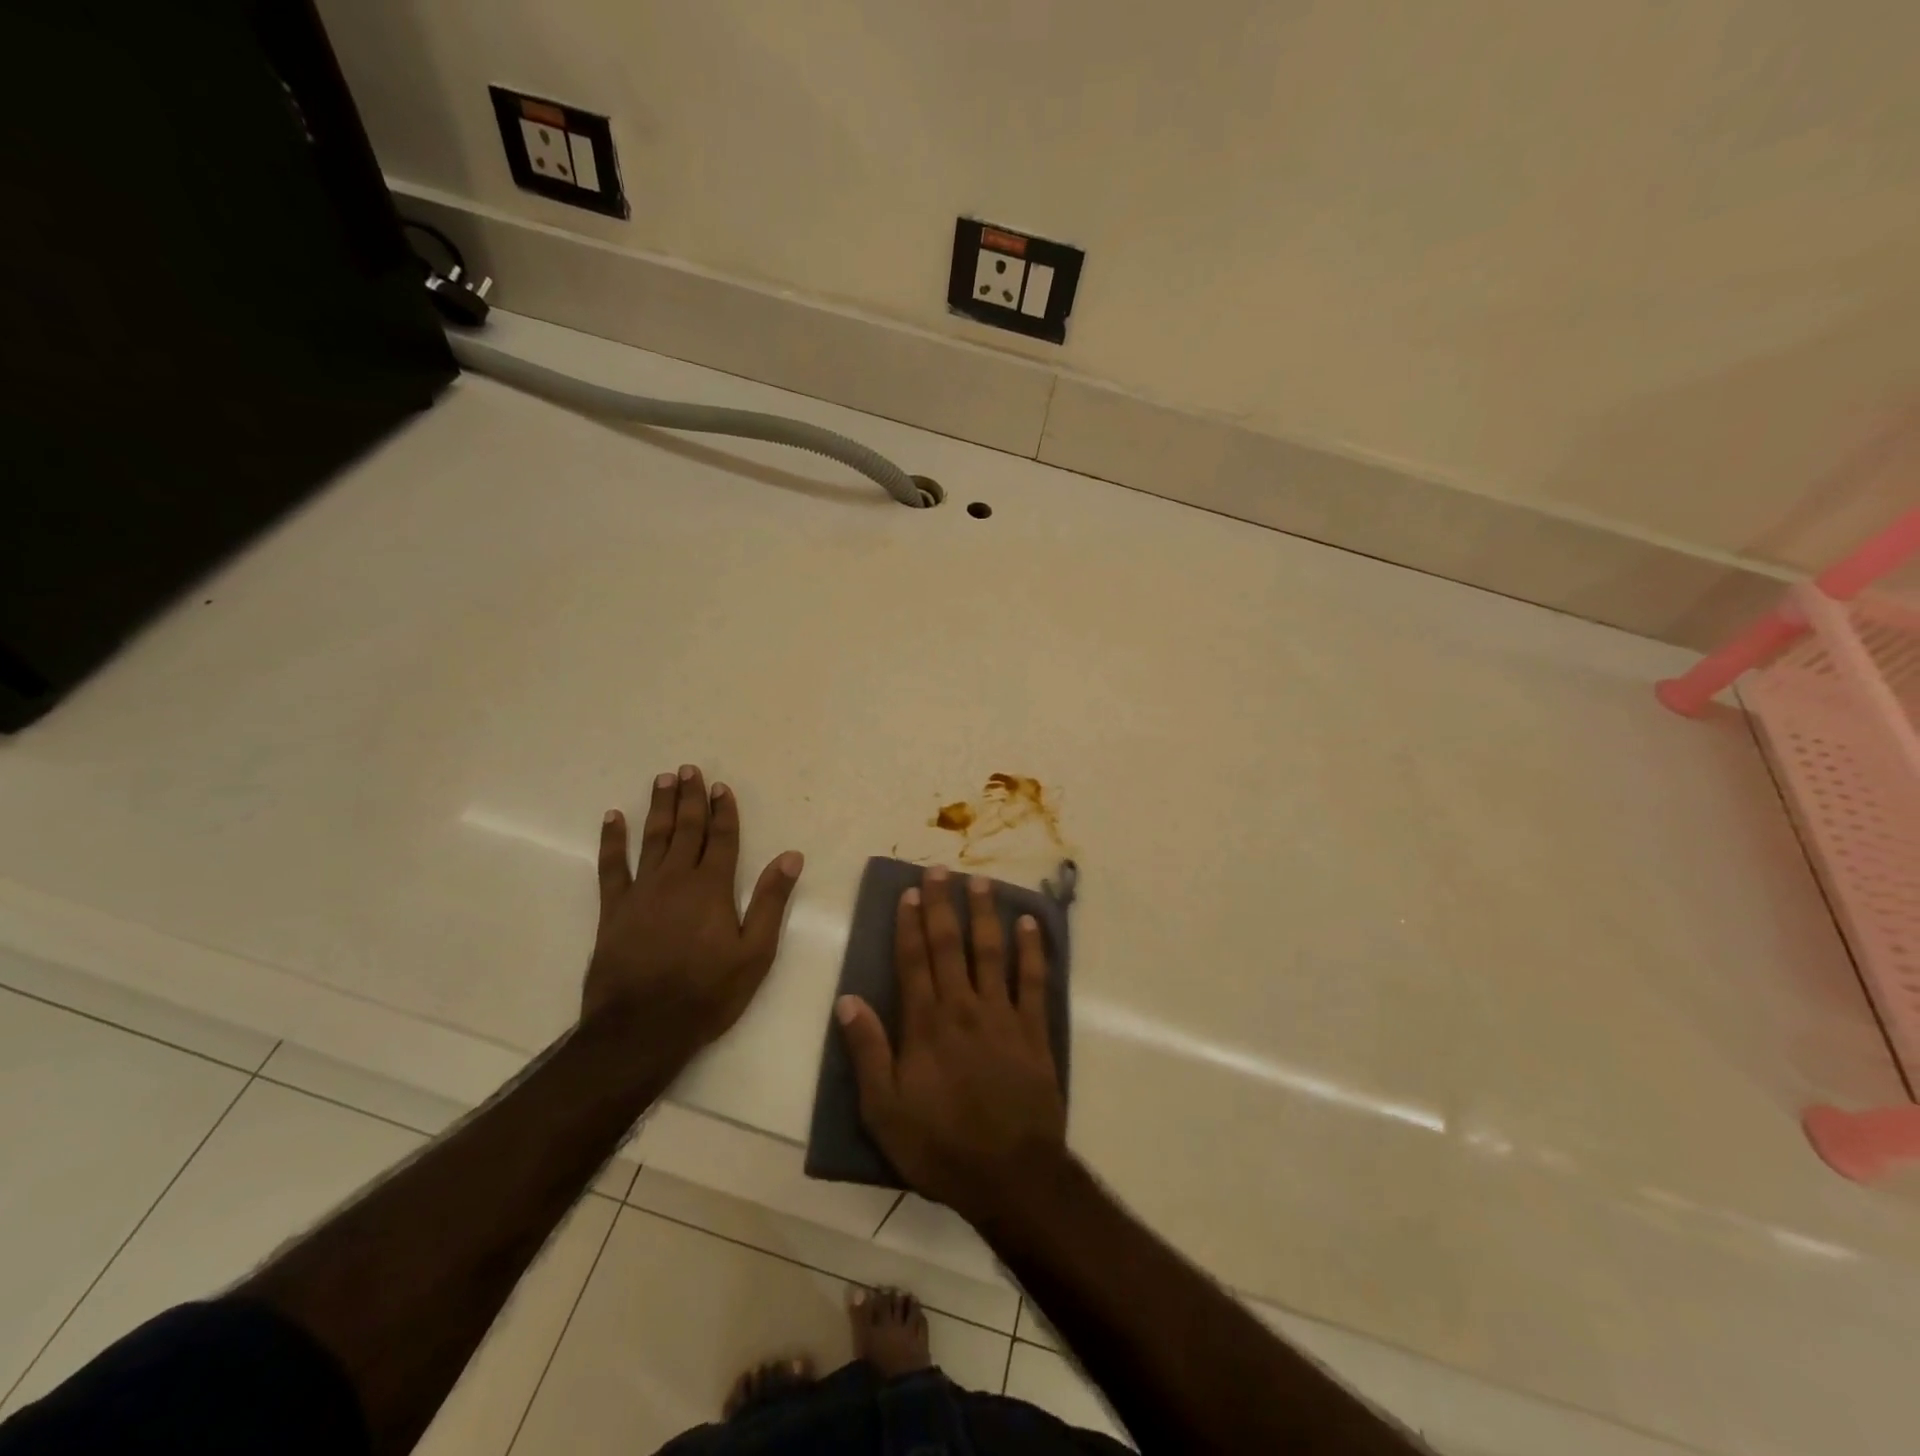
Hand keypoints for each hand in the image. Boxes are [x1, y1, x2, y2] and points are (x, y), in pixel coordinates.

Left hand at [586, 765, 802, 1058]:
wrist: (642, 1028)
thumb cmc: (707, 993)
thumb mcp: (755, 953)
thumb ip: (770, 901)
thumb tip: (791, 857)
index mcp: (712, 888)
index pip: (721, 838)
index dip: (723, 811)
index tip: (721, 786)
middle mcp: (676, 879)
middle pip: (686, 830)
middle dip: (690, 798)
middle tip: (688, 769)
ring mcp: (641, 892)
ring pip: (653, 838)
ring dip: (659, 808)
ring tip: (662, 780)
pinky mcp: (613, 910)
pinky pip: (611, 866)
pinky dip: (612, 840)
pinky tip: (613, 818)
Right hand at [835, 866, 1067, 1222]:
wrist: (1009, 1175)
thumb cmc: (940, 1145)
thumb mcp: (885, 1110)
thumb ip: (867, 1051)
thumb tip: (847, 1000)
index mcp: (925, 1024)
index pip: (913, 961)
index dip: (909, 924)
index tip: (909, 892)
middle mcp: (962, 1007)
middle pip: (950, 945)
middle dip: (943, 905)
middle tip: (940, 870)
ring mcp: (1002, 1015)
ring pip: (991, 952)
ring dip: (985, 914)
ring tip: (980, 882)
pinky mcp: (1033, 1030)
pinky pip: (1033, 980)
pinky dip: (1031, 949)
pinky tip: (1029, 923)